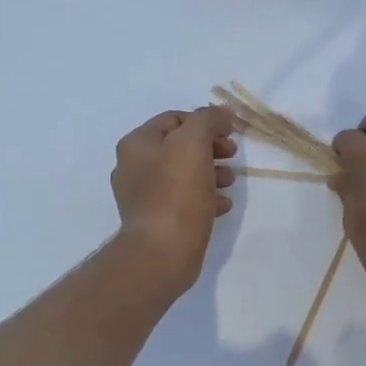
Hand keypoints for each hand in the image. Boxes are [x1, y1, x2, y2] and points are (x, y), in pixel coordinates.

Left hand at [111, 107, 237, 292]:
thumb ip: (208, 119)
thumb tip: (221, 113)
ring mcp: (143, 196)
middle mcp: (134, 167)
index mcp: (137, 144)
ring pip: (182, 174)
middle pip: (178, 147)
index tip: (229, 132)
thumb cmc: (176, 192)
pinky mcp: (156, 221)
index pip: (174, 119)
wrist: (161, 252)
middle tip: (232, 155)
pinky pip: (183, 201)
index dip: (204, 121)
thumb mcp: (194, 142)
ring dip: (210, 172)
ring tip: (230, 182)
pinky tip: (222, 205)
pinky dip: (204, 198)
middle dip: (209, 148)